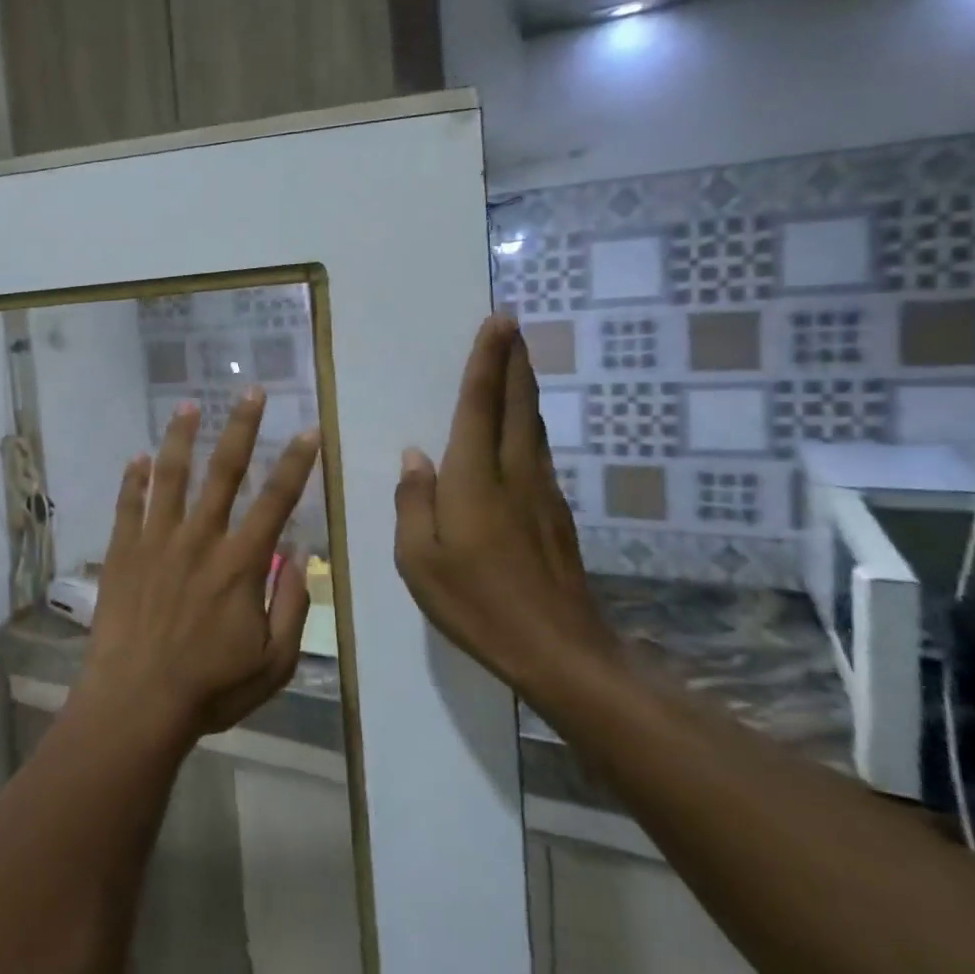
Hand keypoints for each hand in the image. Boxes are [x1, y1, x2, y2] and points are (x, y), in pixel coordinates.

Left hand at [76, 388, 322, 740]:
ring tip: (188, 404)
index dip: (297, 463)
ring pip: (170, 475)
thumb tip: (301, 553)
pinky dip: (133, 479)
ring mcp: (156, 541)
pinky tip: (137, 457)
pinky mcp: (123, 552)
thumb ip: (292, 604)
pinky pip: (128, 505)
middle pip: (225, 471)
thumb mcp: (274, 661)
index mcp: (240, 563)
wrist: (137, 703)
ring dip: (181, 437)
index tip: (309, 430)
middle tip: (251, 390)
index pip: (276, 500)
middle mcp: (200, 539)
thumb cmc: (210, 687)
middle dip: (242, 427)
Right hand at [393, 314, 620, 701]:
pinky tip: (519, 427)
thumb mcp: (419, 560)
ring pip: (531, 425)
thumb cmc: (477, 605)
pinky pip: (537, 451)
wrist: (559, 651)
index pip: (480, 405)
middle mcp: (513, 473)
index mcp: (474, 480)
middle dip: (513, 360)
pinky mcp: (557, 513)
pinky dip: (526, 423)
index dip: (487, 361)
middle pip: (515, 403)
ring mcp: (542, 492)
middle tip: (512, 324)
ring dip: (523, 387)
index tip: (498, 322)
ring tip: (517, 361)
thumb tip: (415, 458)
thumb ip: (414, 503)